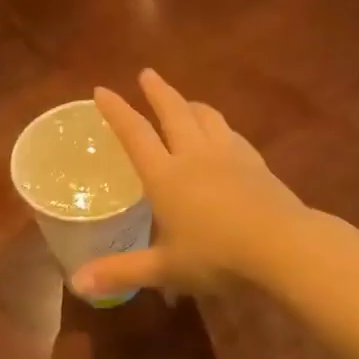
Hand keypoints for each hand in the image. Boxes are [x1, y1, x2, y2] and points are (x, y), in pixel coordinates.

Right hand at [72, 68, 309, 298]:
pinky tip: (223, 134)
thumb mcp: (165, 268)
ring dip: (191, 104)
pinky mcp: (256, 163)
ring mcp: (229, 155)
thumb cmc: (217, 256)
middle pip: (173, 112)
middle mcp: (195, 155)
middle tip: (147, 74)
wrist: (282, 245)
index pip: (135, 134)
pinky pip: (232, 134)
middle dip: (157, 92)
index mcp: (166, 176)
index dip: (117, 111)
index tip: (102, 91)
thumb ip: (121, 272)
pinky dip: (219, 126)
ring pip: (207, 117)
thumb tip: (77, 283)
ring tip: (185, 101)